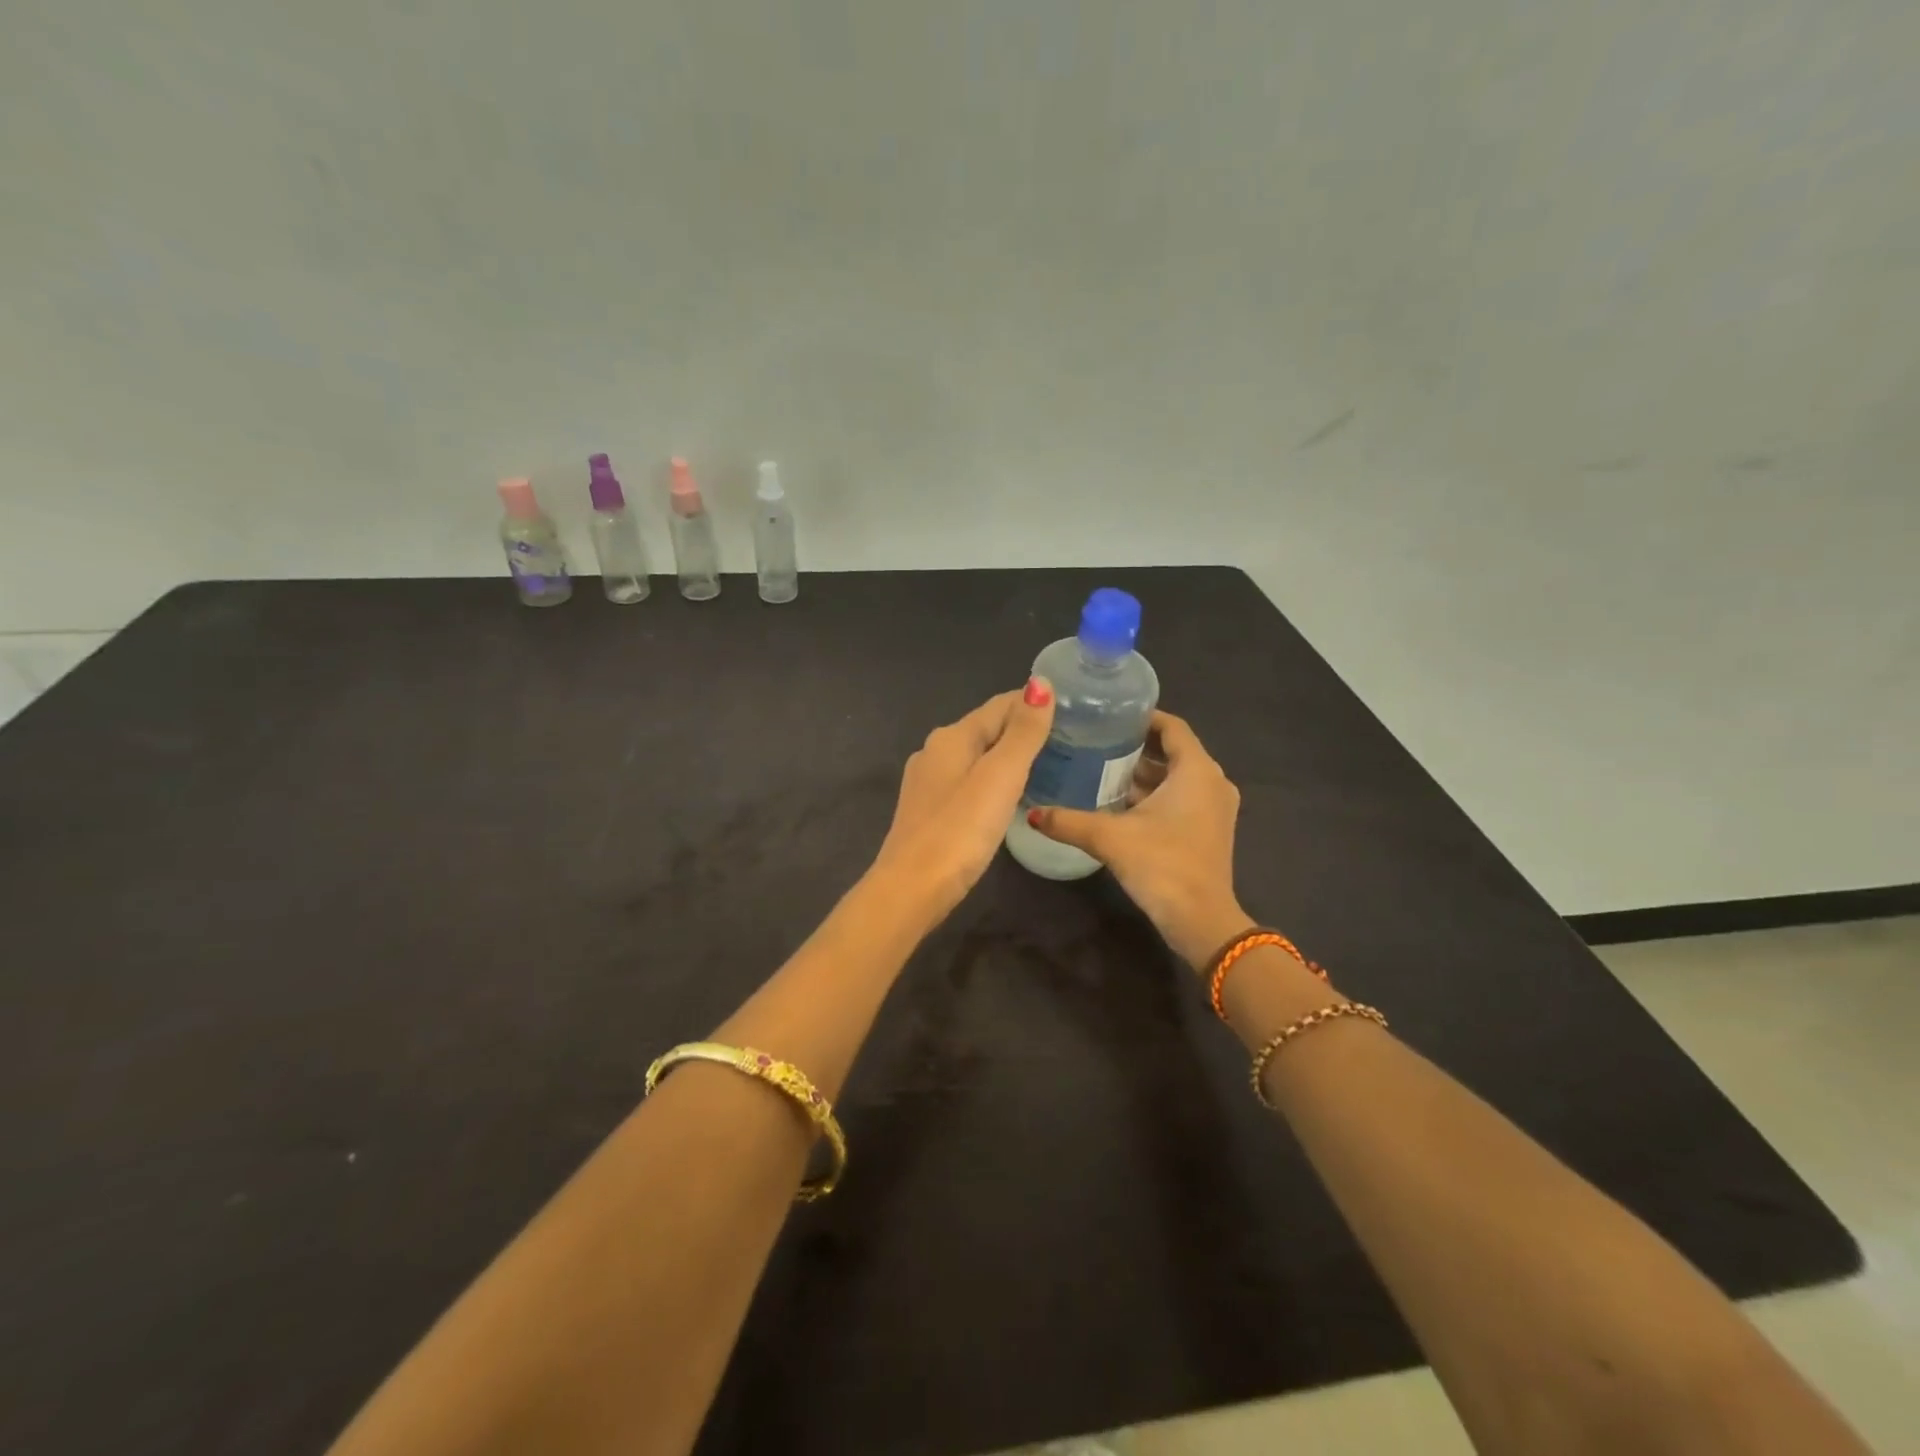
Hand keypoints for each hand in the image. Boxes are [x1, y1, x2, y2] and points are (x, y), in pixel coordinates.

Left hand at [872, 679, 1056, 919]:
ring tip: (1047, 767)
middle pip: (986, 729)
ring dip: (1007, 757)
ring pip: (976, 757)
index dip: (1034, 703)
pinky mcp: (928, 811)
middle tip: (1067, 741)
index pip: (1000, 705)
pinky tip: (1009, 797)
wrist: (912, 888)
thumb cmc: (960, 829)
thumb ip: (1023, 732)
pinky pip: (968, 782)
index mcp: (951, 737)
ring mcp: (928, 783)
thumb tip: (1040, 683)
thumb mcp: (1000, 776)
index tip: (1072, 710)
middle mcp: (935, 751)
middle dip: (1022, 730)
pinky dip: (992, 781)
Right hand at [1026, 711, 1247, 967]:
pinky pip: (1182, 797)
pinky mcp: (1211, 829)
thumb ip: (1068, 821)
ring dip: (1144, 773)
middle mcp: (1212, 781)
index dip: (1142, 717)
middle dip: (1136, 746)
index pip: (1172, 726)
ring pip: (1177, 776)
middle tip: (1096, 741)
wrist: (1201, 921)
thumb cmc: (1162, 865)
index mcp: (1197, 770)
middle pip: (1173, 751)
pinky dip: (1155, 794)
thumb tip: (1031, 812)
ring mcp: (1215, 807)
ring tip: (1101, 768)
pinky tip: (1119, 803)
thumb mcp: (1109, 838)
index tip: (1108, 715)